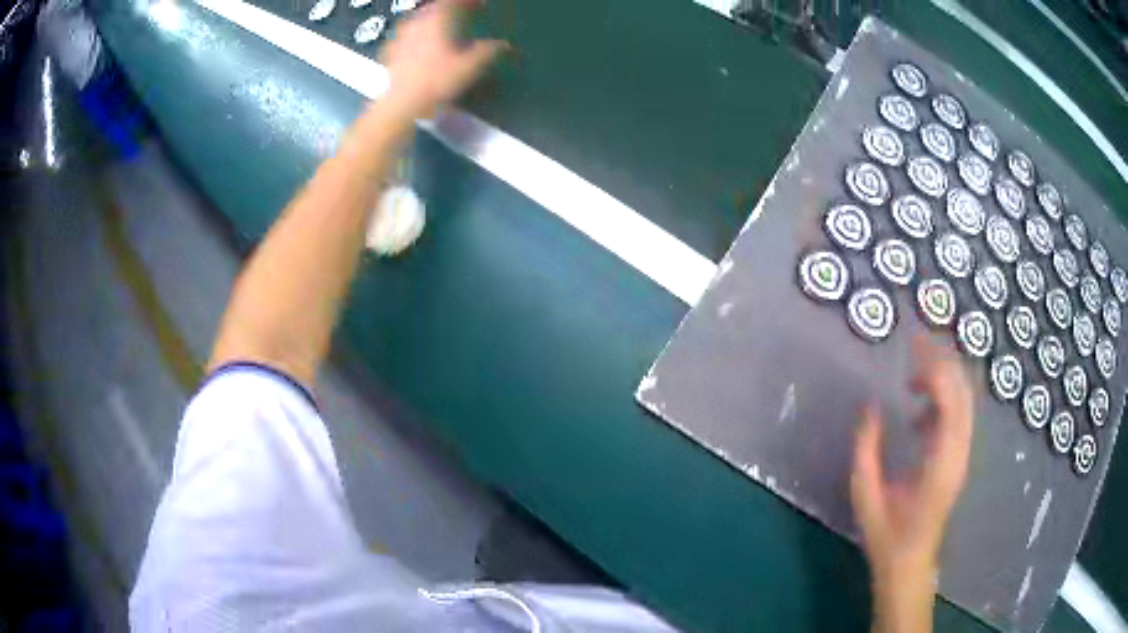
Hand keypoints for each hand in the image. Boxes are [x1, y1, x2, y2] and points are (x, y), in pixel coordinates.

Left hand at [379, 0, 505, 120]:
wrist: (402, 105)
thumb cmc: (438, 81)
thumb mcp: (471, 66)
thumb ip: (488, 51)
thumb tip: (505, 44)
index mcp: (437, 19)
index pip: (453, 1)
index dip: (468, 1)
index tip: (480, 4)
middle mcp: (417, 22)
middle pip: (434, 8)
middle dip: (448, 9)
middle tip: (461, 14)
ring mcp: (401, 37)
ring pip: (417, 20)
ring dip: (429, 21)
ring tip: (440, 28)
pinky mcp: (390, 53)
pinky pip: (403, 37)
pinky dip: (413, 38)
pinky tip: (416, 46)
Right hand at [851, 337, 973, 631]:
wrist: (911, 563)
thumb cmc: (888, 535)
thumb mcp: (867, 496)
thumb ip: (866, 450)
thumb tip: (869, 407)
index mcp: (941, 462)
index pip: (949, 401)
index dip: (934, 368)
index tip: (913, 346)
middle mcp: (959, 453)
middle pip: (963, 392)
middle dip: (943, 361)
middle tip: (916, 343)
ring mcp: (962, 455)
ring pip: (964, 400)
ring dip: (943, 379)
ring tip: (914, 373)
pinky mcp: (958, 458)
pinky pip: (958, 415)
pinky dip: (942, 400)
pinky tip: (918, 412)